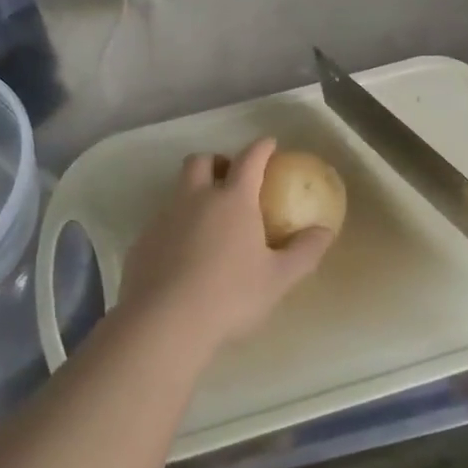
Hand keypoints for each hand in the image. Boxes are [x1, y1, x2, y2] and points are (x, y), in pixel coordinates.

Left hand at [119, 138, 335, 360]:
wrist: (163, 323)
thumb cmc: (230, 296)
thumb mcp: (278, 279)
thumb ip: (305, 251)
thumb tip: (325, 231)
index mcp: (232, 200)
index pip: (249, 159)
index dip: (261, 147)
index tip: (270, 144)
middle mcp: (195, 199)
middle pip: (200, 161)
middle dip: (217, 161)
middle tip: (230, 178)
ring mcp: (164, 218)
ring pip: (178, 190)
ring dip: (194, 193)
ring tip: (209, 222)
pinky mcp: (142, 242)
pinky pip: (162, 221)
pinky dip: (176, 226)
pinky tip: (184, 255)